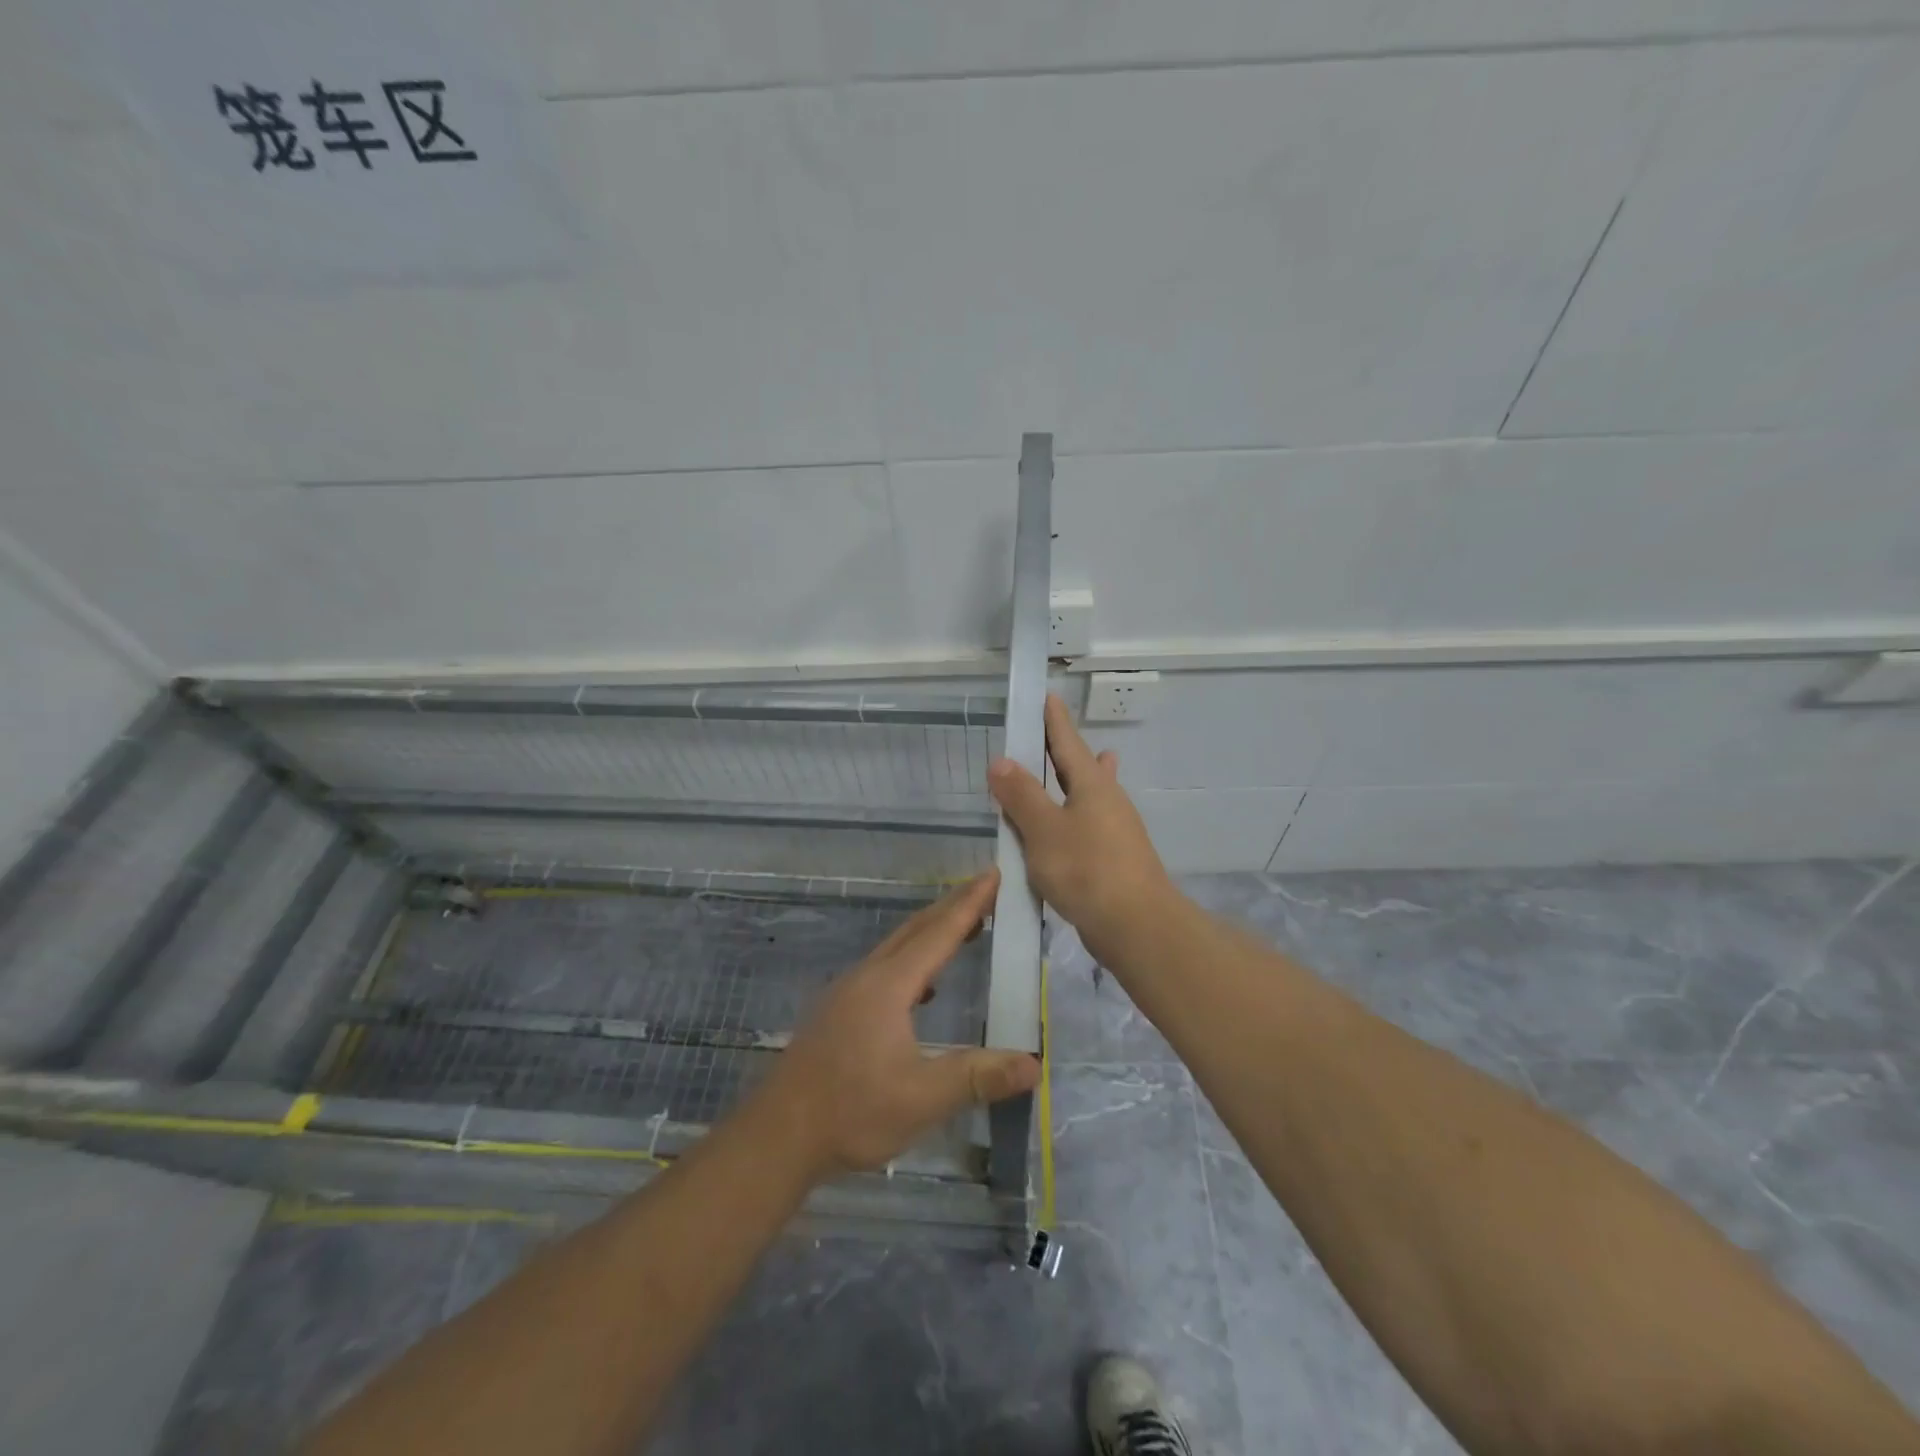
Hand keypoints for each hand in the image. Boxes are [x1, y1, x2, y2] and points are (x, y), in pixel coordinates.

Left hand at [758, 870, 1040, 1179]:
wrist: (777, 1135)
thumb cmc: (851, 1113)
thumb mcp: (922, 1099)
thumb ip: (978, 1077)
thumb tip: (1034, 1065)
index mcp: (888, 985)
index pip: (938, 933)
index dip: (969, 904)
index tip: (993, 874)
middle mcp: (866, 977)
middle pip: (915, 930)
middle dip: (952, 907)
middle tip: (985, 888)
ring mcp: (847, 992)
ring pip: (896, 947)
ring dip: (930, 931)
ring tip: (962, 928)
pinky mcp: (837, 1011)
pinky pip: (884, 968)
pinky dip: (912, 960)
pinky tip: (923, 988)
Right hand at [988, 693, 1174, 950]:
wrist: (1137, 926)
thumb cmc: (1087, 870)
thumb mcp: (1044, 830)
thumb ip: (1021, 795)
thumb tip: (1000, 761)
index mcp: (1091, 785)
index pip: (1067, 741)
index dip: (1054, 719)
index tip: (1047, 696)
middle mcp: (1108, 800)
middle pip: (1082, 766)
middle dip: (1063, 749)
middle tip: (1046, 733)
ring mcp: (1115, 830)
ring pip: (1089, 796)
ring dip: (1075, 781)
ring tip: (1069, 768)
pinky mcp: (1114, 858)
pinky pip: (1087, 825)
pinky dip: (1072, 816)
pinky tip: (1066, 829)